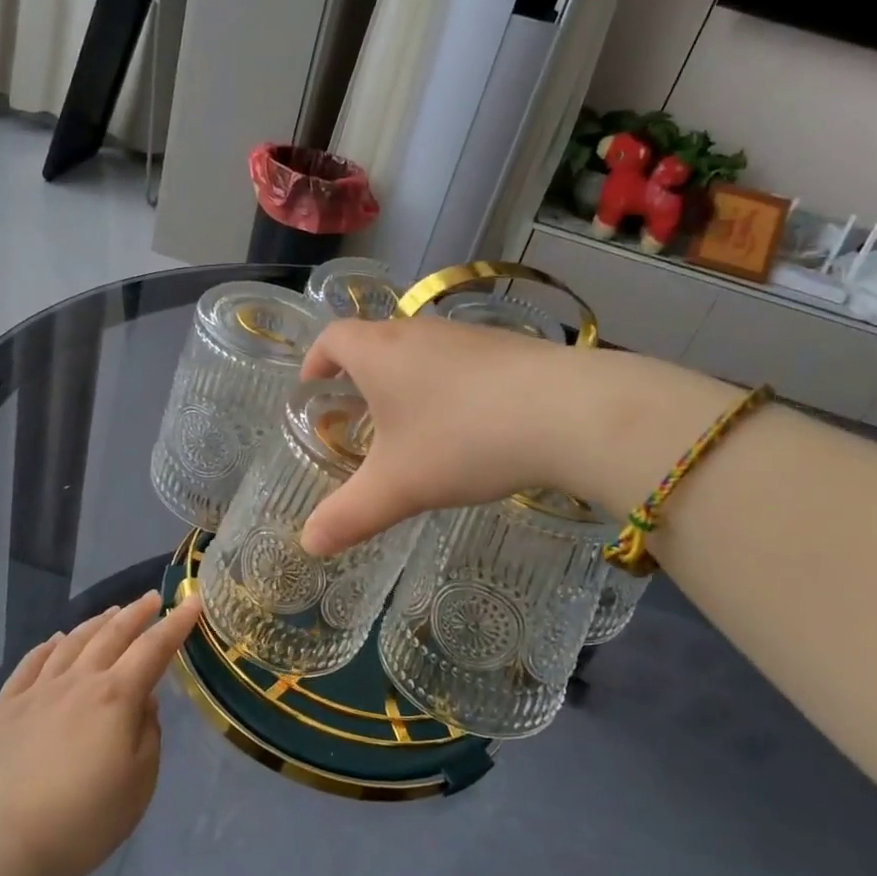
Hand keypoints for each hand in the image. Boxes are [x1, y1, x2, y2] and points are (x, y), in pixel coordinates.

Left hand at [0, 592, 199, 875]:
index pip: (154, 648)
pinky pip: (30, 663)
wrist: (0, 849)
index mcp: (116, 696)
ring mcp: (37, 692)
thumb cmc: (83, 821)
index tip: (192, 602)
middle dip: (137, 613)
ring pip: (72, 642)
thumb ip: (148, 733)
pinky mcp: (5, 708)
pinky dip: (48, 646)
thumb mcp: (139, 784)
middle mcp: (78, 681)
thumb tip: (143, 700)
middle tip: (153, 598)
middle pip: (112, 634)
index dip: (176, 623)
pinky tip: (55, 640)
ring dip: (97, 622)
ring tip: (112, 612)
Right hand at [298, 317, 580, 555]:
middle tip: (358, 415)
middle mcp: (419, 332)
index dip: (316, 360)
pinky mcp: (507, 346)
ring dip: (406, 379)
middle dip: (359, 374)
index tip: (312, 387)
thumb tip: (309, 544)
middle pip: (376, 340)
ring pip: (420, 350)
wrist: (567, 412)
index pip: (333, 338)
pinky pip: (460, 360)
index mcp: (380, 353)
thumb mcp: (398, 487)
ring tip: (411, 423)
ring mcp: (467, 335)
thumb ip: (349, 516)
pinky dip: (448, 384)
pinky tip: (468, 423)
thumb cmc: (462, 441)